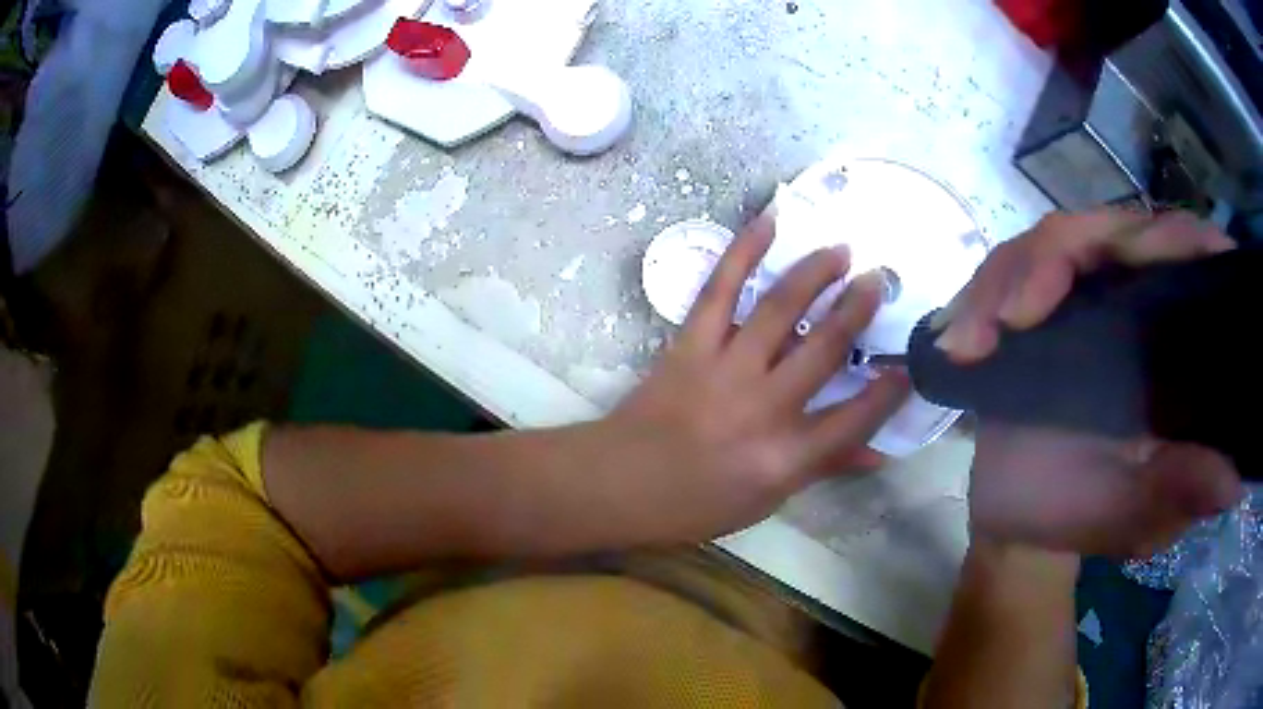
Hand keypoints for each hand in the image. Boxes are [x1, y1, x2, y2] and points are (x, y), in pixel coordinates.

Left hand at [607, 212, 908, 539]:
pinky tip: (769, 222)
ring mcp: (725, 369)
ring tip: (841, 251)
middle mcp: (764, 408)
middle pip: (826, 349)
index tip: (909, 362)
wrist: (620, 483)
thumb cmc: (696, 503)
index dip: (889, 390)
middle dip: (859, 309)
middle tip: (880, 280)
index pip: (855, 418)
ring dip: (816, 273)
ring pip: (781, 310)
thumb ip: (823, 466)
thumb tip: (877, 453)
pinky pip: (720, 289)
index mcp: (786, 456)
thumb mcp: (767, 499)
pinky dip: (744, 251)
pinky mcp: (690, 344)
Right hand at [937, 209, 1242, 554]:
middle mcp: (1140, 299)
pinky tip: (960, 340)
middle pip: (1116, 228)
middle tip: (1015, 316)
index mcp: (1176, 342)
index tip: (1132, 264)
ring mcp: (1088, 292)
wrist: (1017, 517)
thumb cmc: (1082, 517)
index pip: (1191, 257)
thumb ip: (1178, 494)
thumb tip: (1231, 480)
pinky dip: (985, 293)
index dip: (1174, 240)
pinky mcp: (1041, 298)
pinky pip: (1013, 265)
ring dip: (1011, 277)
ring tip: (972, 339)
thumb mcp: (1135, 517)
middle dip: (1061, 257)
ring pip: (1058, 237)